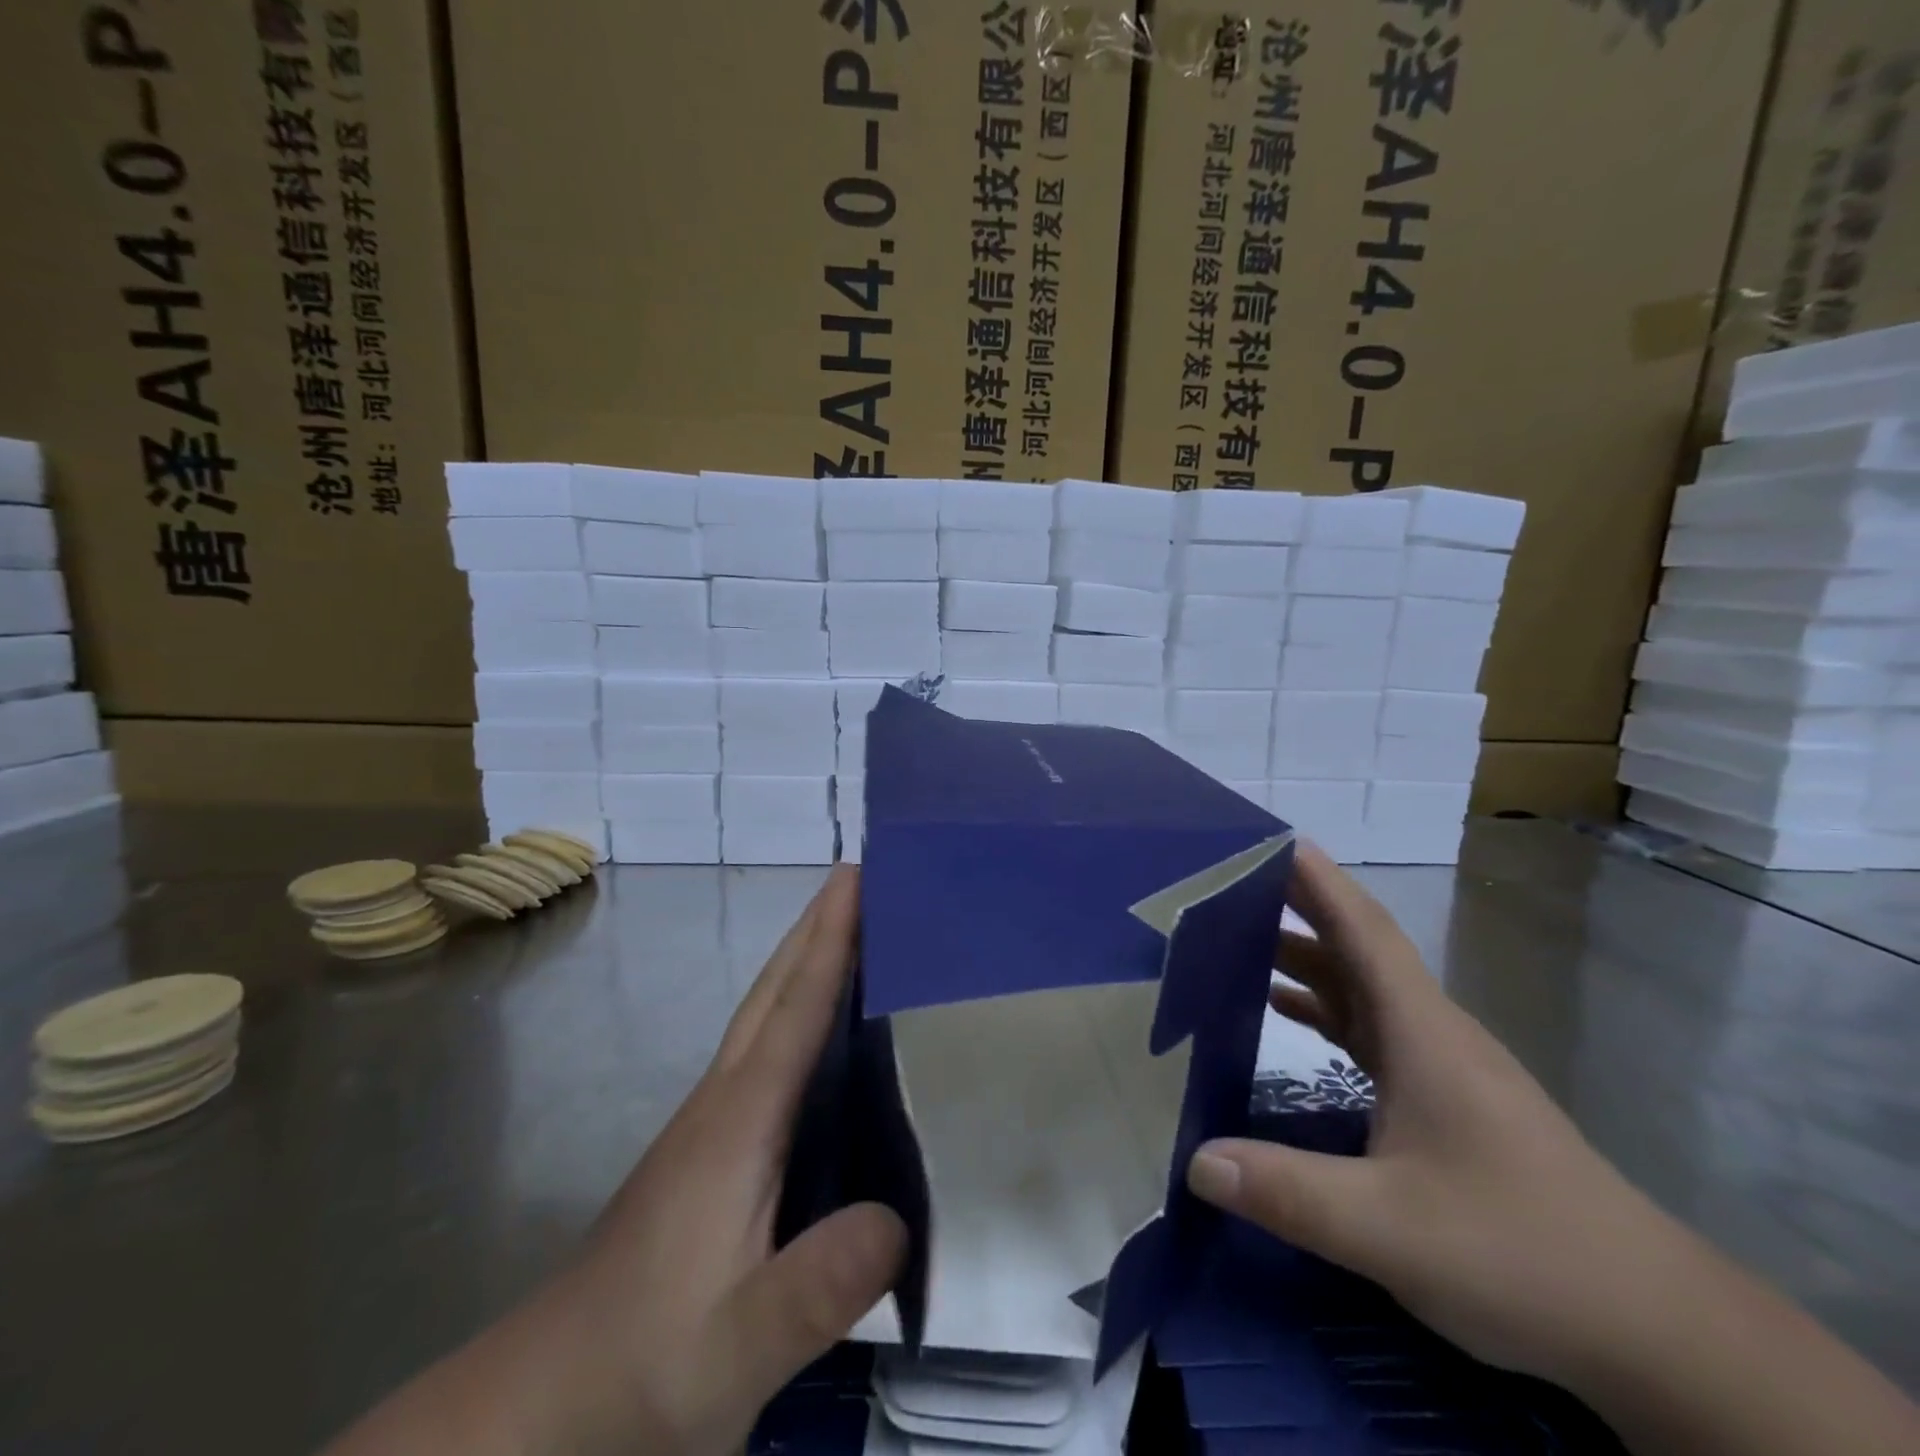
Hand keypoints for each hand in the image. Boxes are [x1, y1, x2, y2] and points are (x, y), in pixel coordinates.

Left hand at [326, 865, 904, 1455]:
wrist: (544, 1405)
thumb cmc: (645, 1365)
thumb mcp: (736, 1348)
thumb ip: (813, 1290)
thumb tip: (898, 1219)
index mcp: (740, 1123)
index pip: (795, 1009)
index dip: (830, 939)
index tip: (856, 875)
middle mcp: (724, 1101)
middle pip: (773, 990)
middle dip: (815, 926)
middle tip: (858, 875)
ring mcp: (711, 1122)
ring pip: (763, 1013)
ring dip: (804, 958)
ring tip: (851, 926)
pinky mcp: (711, 1147)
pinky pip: (764, 1047)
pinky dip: (795, 1006)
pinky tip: (820, 1025)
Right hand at [1186, 845, 1919, 1455]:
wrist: (1656, 1330)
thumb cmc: (1522, 1252)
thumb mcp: (1390, 1230)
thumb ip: (1287, 1192)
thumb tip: (1194, 1161)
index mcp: (1423, 1032)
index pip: (1363, 929)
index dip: (1316, 880)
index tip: (1266, 839)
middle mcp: (1432, 1032)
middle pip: (1356, 948)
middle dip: (1296, 907)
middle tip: (1225, 881)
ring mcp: (1441, 1067)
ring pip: (1362, 988)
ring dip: (1305, 957)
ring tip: (1236, 938)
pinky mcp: (1445, 1100)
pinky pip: (1369, 1030)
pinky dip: (1323, 1008)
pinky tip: (1285, 1012)